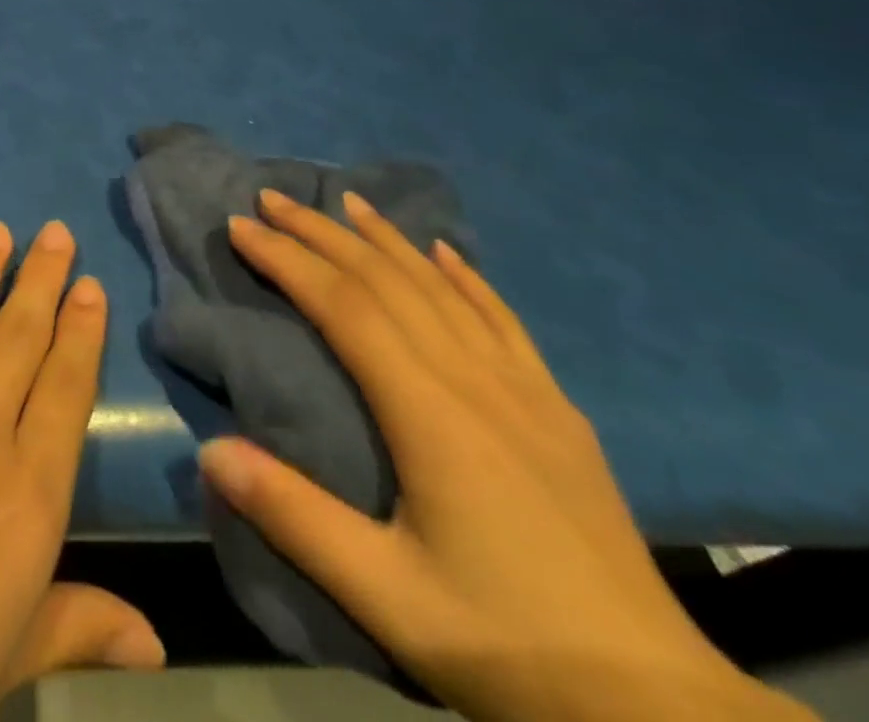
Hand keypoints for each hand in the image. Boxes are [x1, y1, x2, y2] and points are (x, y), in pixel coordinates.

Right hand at [200, 189, 814, 721]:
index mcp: (429, 412)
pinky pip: (503, 320)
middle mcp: (474, 379)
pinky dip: (466, 276)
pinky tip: (445, 253)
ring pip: (441, 287)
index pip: (344, 306)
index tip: (241, 226)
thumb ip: (295, 517)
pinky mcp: (557, 410)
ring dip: (385, 238)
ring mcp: (524, 389)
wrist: (658, 709)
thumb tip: (210, 451)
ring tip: (344, 202)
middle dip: (321, 233)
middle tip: (272, 198)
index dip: (287, 259)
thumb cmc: (507, 646)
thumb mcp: (387, 598)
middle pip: (386, 280)